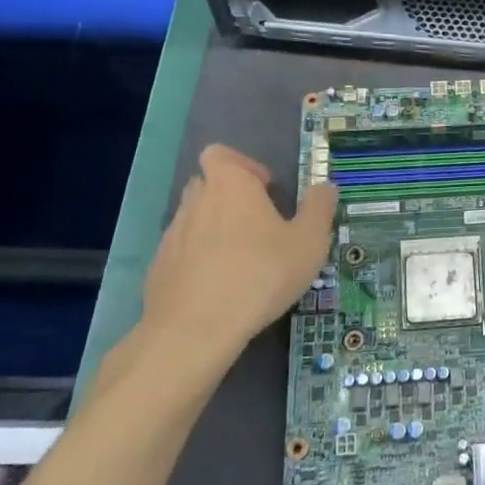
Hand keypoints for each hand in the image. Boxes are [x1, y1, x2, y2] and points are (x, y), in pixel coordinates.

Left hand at [126, 145, 337, 392]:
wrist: (195, 330)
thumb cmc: (260, 274)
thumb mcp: (309, 242)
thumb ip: (319, 209)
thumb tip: (325, 187)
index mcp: (230, 185)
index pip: (221, 154)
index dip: (243, 165)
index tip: (266, 189)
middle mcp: (195, 202)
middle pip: (208, 184)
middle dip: (231, 197)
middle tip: (260, 224)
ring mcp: (172, 236)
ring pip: (195, 219)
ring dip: (216, 230)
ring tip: (243, 260)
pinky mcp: (159, 269)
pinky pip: (183, 253)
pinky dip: (200, 261)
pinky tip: (221, 288)